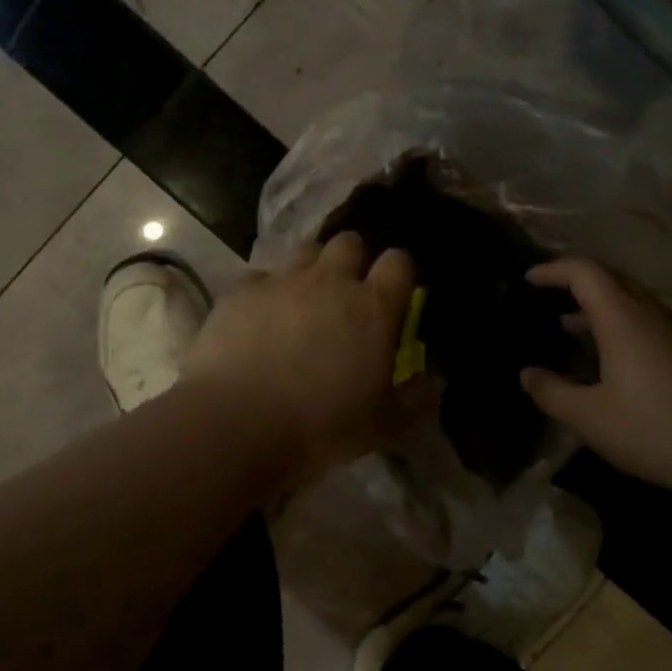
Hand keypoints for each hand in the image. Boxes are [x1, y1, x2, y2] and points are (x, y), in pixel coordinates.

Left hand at [185, 233, 422, 478]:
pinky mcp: (241, 291)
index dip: (399, 272)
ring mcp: (283, 281)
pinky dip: (266, 291)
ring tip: (303, 298)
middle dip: (353, 260)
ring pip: (305, 250)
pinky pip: (260, 276)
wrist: (236, 426)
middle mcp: (331, 281)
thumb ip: (414, 399)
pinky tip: (259, 318)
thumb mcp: (381, 426)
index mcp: (373, 308)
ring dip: (311, 267)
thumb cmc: (319, 428)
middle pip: (350, 242)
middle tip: (346, 292)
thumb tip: (434, 382)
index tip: (394, 292)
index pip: (399, 262)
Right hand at [520, 257, 671, 494]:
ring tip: (570, 329)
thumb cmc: (657, 430)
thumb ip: (552, 393)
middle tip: (547, 299)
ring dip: (599, 308)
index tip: (528, 279)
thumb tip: (527, 374)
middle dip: (575, 283)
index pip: (583, 271)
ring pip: (632, 302)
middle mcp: (652, 313)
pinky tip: (613, 363)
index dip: (552, 269)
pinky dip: (621, 327)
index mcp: (622, 317)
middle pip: (610, 279)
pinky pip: (649, 323)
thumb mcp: (591, 419)